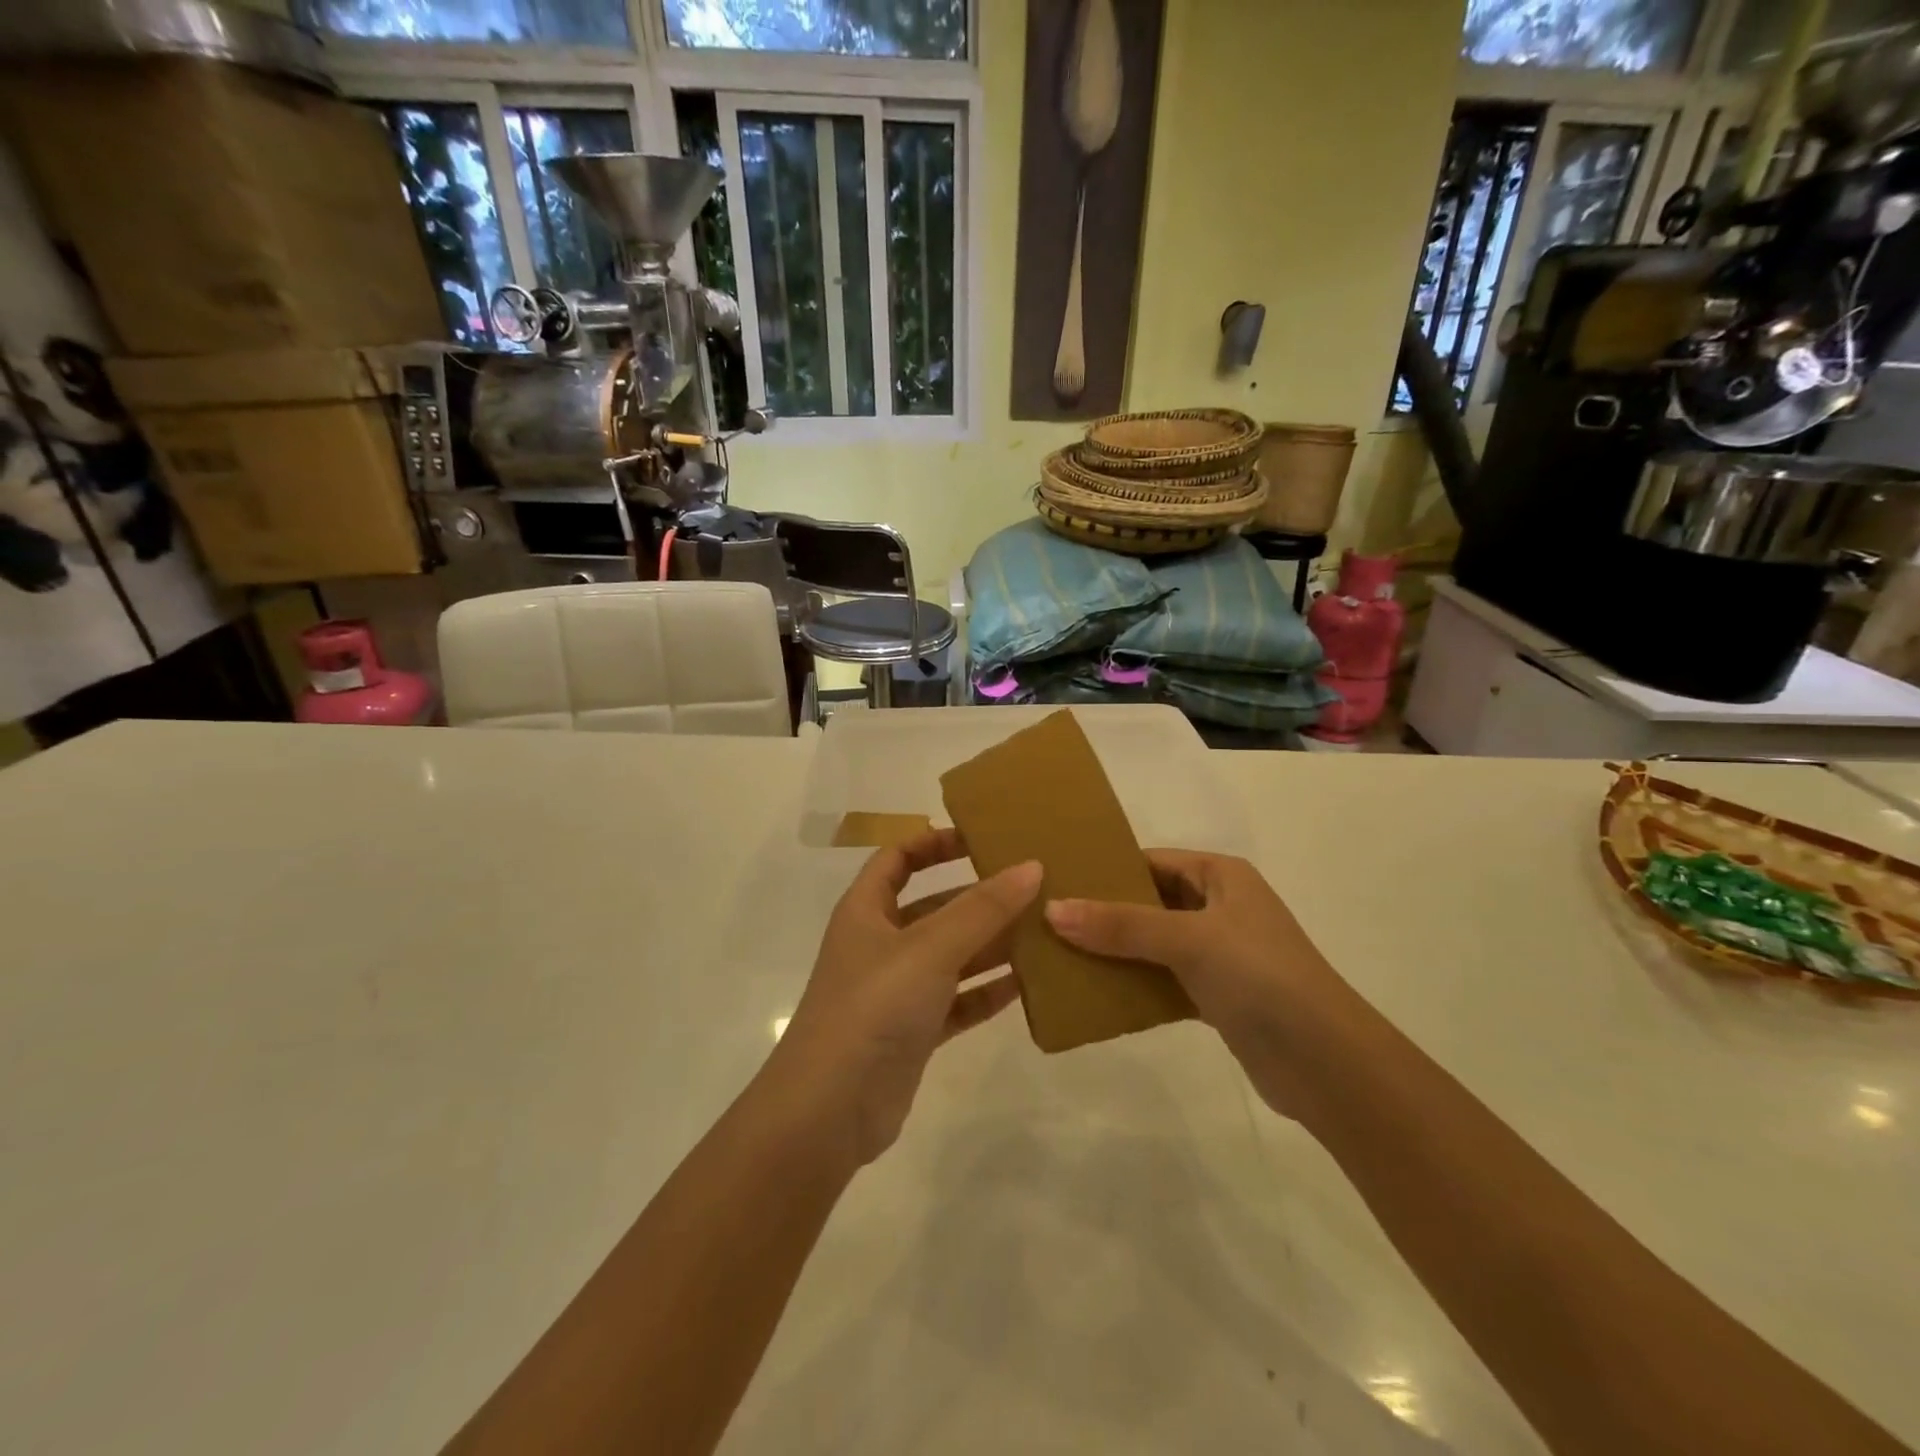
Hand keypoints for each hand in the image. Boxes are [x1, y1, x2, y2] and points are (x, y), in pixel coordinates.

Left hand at [773, 828, 1040, 1164]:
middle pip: (933, 907)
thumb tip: (1031, 866)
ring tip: (1044, 931)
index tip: (982, 838)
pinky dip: (987, 992)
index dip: (934, 842)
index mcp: (867, 911)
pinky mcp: (913, 1032)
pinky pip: (958, 1001)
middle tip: (1033, 887)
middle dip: (978, 897)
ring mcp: (897, 990)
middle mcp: (880, 944)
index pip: (897, 858)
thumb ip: (982, 909)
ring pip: (951, 956)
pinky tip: (1029, 984)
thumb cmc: (874, 1007)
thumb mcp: (930, 948)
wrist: (829, 1111)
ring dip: (991, 945)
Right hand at [1045, 850, 1351, 1117]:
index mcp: (1221, 876)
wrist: (1327, 1063)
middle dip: (1104, 911)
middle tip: (1048, 919)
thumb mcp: (1189, 940)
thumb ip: (1121, 925)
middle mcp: (1220, 907)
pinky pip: (1164, 979)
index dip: (1107, 868)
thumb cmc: (1261, 977)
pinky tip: (1096, 992)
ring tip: (1061, 954)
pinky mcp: (1218, 995)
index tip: (1057, 879)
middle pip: (1149, 901)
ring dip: (1116, 950)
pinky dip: (1135, 984)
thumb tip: (1052, 910)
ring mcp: (1220, 953)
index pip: (1151, 860)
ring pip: (1154, 942)